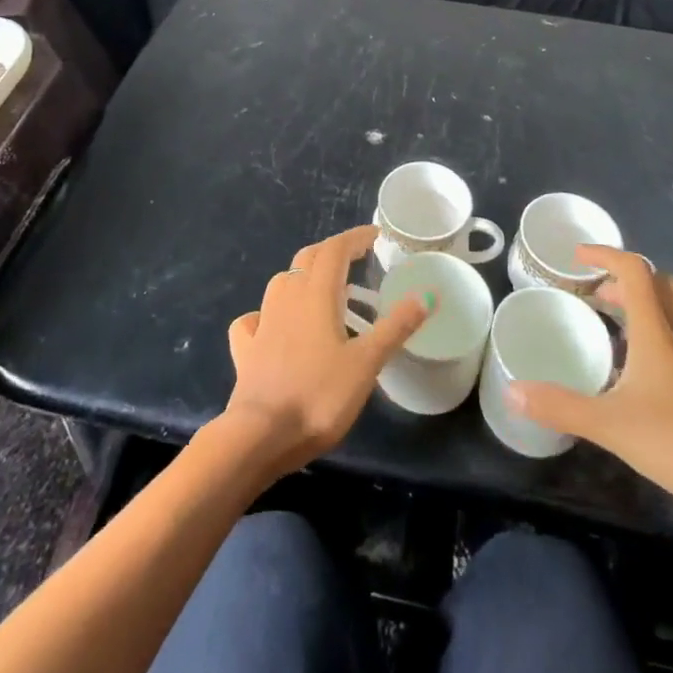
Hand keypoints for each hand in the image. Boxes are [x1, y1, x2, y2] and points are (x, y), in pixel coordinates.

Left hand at [218, 225, 428, 480]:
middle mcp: (287, 297)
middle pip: (307, 259)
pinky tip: (272, 326)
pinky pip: (254, 319)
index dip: (355, 237)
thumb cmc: (319, 396)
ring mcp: (262, 322)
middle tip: (354, 260)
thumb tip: (427, 294)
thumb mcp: (367, 362)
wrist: (259, 436)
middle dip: (332, 252)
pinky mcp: (245, 350)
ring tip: (322, 291)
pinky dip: (267, 314)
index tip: (375, 236)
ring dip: (302, 277)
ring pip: (281, 283)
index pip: (335, 249)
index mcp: (316, 294)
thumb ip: (396, 326)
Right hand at [508, 245, 672, 542]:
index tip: (577, 257)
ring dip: (649, 309)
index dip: (606, 255)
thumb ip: (560, 406)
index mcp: (656, 332)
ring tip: (619, 332)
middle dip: (627, 282)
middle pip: (661, 286)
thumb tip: (512, 391)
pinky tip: (650, 375)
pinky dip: (666, 344)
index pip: (634, 271)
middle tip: (597, 299)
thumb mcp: (608, 424)